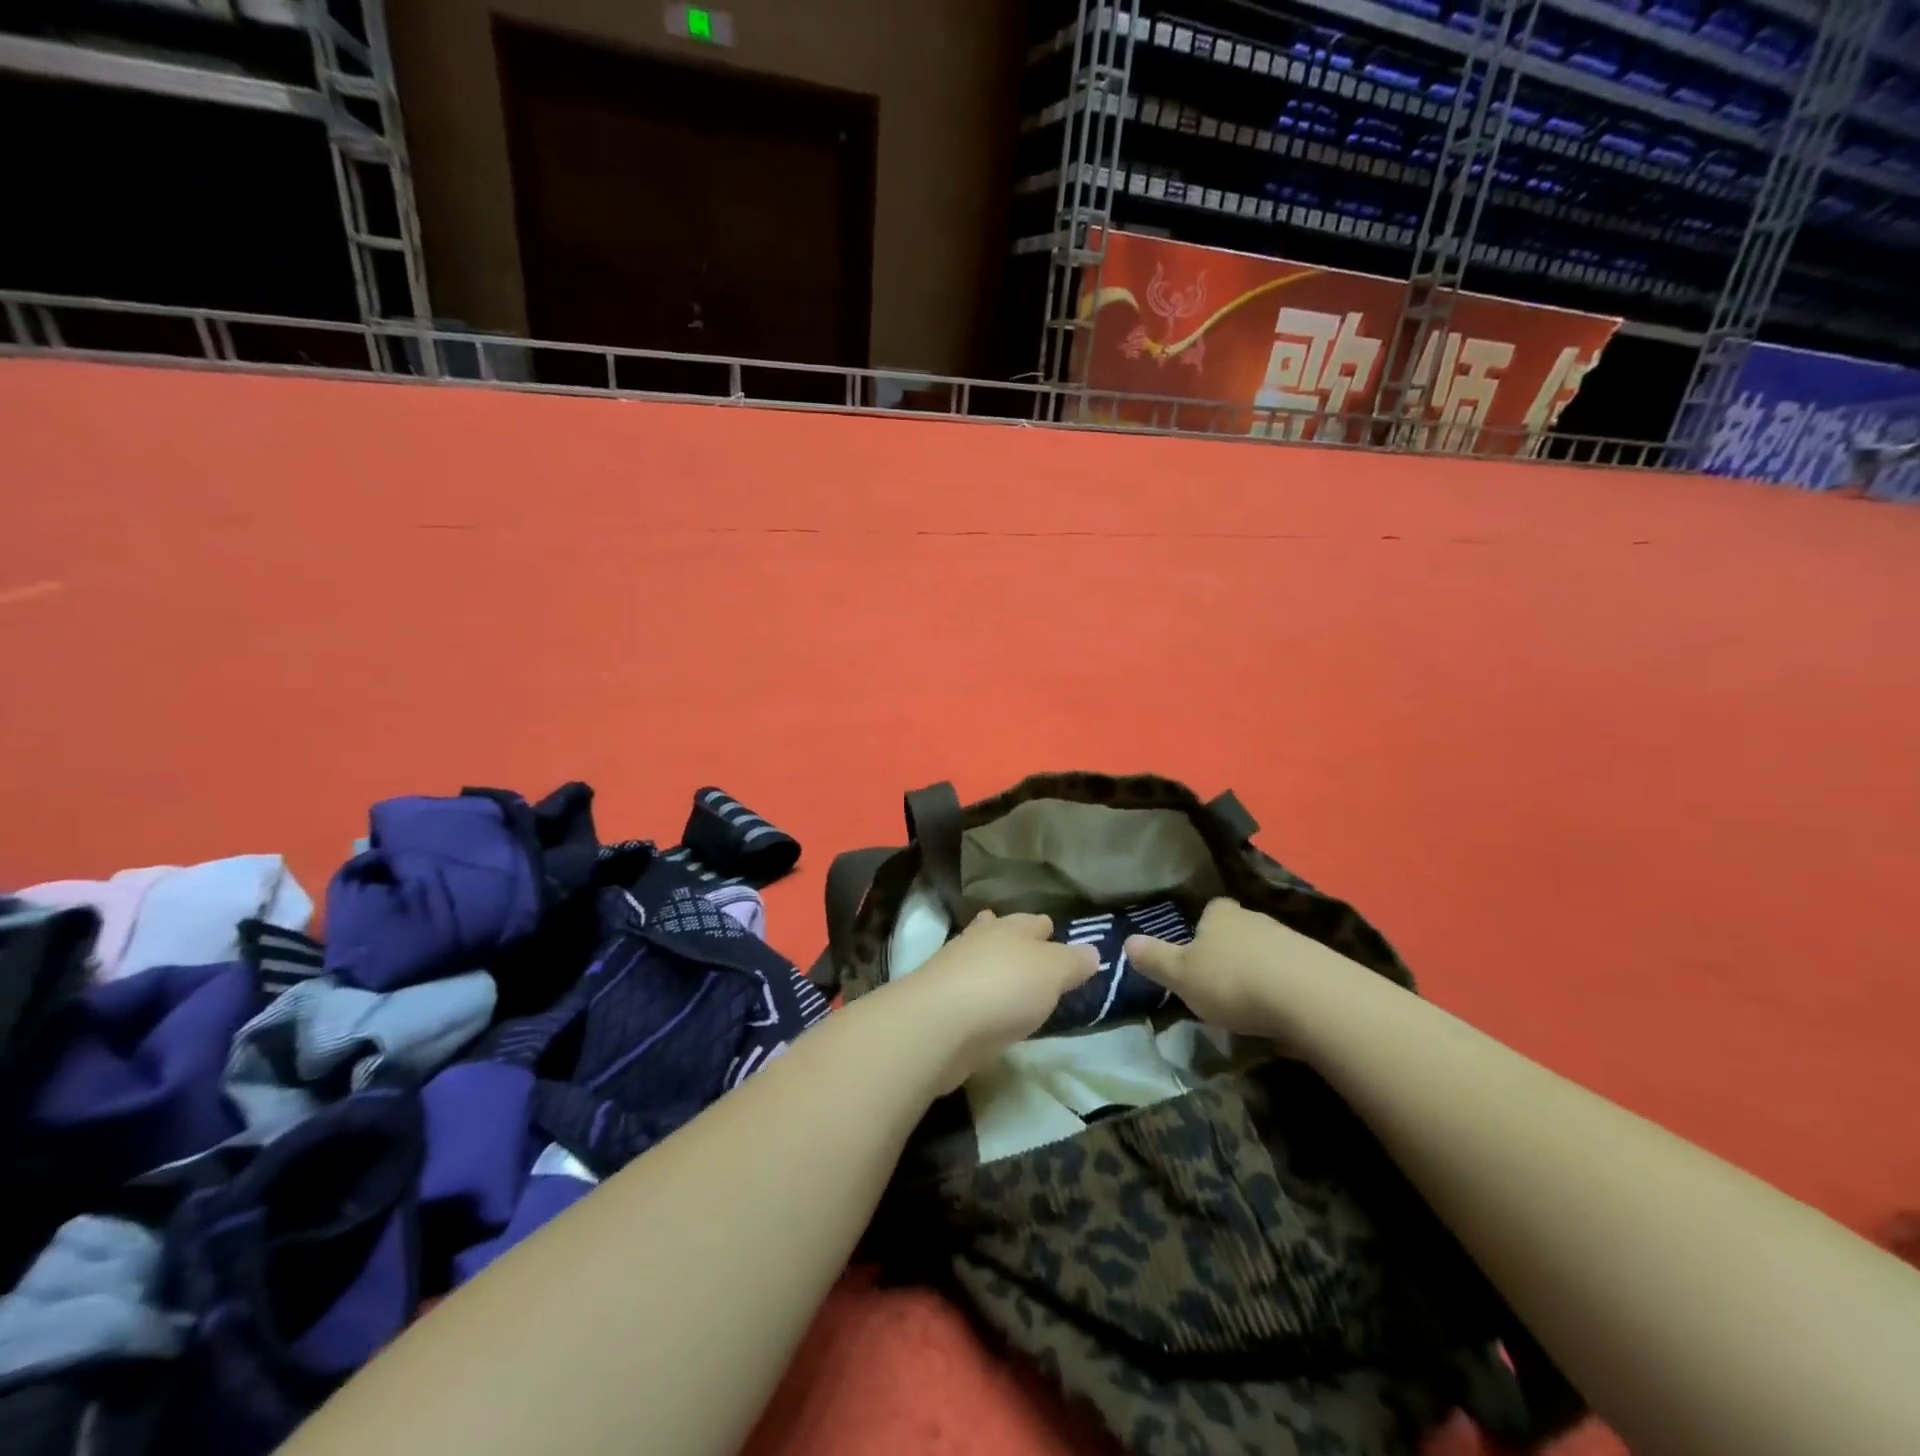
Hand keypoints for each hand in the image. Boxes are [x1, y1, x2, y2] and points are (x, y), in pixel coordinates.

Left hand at [886, 910, 1099, 1091]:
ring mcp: (956, 968)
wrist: (939, 1025)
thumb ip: (1073, 962)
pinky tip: (988, 1009)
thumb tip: (1092, 951)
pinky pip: (969, 989)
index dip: (1048, 930)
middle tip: (1032, 954)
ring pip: (981, 959)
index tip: (1059, 941)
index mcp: (1011, 928)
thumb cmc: (1004, 989)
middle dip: (1014, 940)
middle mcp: (981, 939)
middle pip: (1001, 933)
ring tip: (1010, 978)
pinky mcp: (941, 1000)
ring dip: (993, 964)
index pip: (1034, 921)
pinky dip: (980, 994)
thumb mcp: (1053, 973)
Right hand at [1124, 897, 1350, 1041]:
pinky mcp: (1320, 966)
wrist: (1309, 998)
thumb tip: (1127, 941)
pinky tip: (1282, 1015)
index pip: (1211, 911)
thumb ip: (1155, 959)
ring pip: (1268, 952)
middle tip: (1220, 982)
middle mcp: (1255, 919)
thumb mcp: (1181, 975)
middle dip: (1232, 951)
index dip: (1204, 928)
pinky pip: (1295, 974)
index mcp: (1220, 916)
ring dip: (1261, 972)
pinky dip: (1287, 989)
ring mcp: (1291, 940)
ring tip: (1251, 1004)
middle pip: (1240, 931)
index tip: (1198, 952)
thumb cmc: (1232, 981)